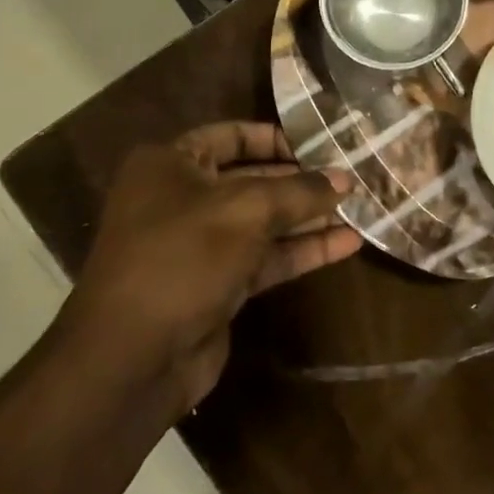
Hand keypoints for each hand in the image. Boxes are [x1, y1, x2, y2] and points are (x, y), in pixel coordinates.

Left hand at [56, 123, 361, 413]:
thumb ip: (300, 191)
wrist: (133, 357)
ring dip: (309, 217)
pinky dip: (303, 251)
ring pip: (264, 222)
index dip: (275, 138)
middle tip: (350, 177)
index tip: (320, 143)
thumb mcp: (246, 211)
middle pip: (252, 180)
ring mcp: (200, 245)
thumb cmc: (183, 258)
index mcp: (169, 165)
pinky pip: (267, 258)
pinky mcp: (218, 284)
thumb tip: (345, 180)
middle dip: (302, 181)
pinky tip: (348, 244)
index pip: (229, 136)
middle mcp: (182, 199)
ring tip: (360, 208)